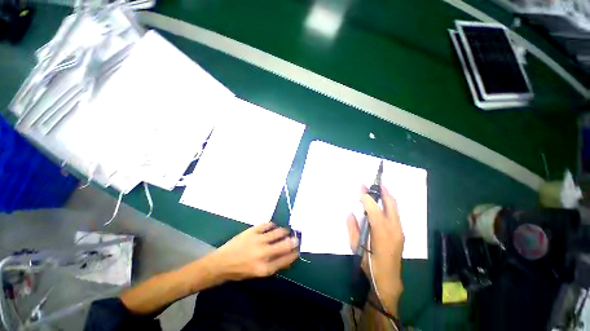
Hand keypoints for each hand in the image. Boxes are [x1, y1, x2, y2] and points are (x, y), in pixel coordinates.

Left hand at [207, 222, 298, 281]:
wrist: (222, 263)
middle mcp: (264, 253)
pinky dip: (272, 225)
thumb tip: (287, 258)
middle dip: (293, 241)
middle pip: (285, 245)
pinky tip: (273, 226)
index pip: (286, 259)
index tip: (298, 249)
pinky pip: (267, 225)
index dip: (294, 253)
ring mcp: (258, 240)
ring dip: (284, 231)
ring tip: (286, 231)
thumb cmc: (240, 271)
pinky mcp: (253, 231)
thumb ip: (274, 266)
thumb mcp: (258, 274)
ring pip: (278, 232)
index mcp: (265, 268)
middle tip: (296, 238)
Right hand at [347, 185, 403, 313]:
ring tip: (379, 188)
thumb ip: (352, 227)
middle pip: (391, 204)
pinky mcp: (401, 233)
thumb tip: (350, 213)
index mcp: (382, 232)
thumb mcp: (356, 246)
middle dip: (383, 191)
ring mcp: (399, 230)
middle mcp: (394, 229)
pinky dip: (389, 205)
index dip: (367, 198)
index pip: (375, 209)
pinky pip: (395, 214)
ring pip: (395, 207)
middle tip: (375, 183)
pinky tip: (382, 204)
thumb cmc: (370, 263)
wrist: (388, 279)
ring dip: (387, 196)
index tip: (360, 190)